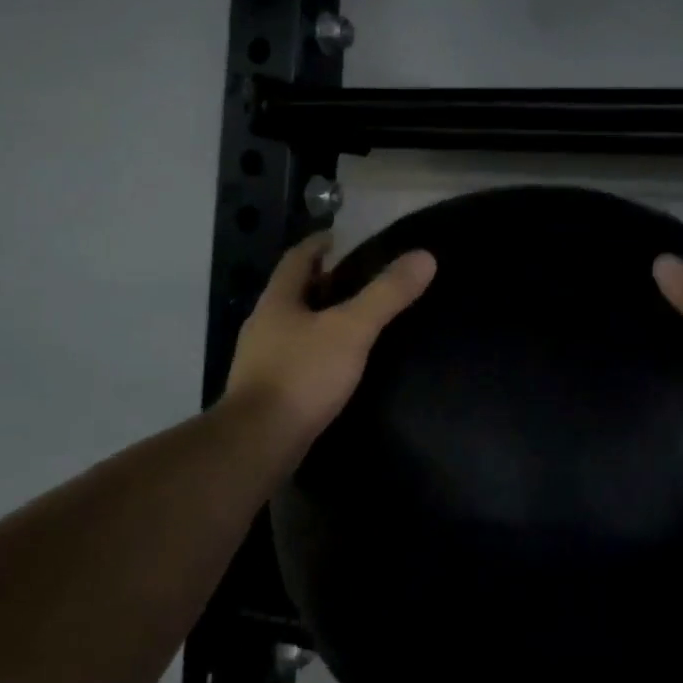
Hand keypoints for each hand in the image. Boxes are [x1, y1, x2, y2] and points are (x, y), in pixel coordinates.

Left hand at [224, 232, 436, 450]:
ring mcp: (260, 360)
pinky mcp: (266, 391)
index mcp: (278, 300)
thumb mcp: (351, 330)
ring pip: (292, 326)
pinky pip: (294, 357)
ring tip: (352, 321)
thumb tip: (425, 257)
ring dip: (318, 318)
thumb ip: (386, 294)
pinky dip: (315, 350)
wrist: (257, 443)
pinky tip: (336, 364)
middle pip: (293, 292)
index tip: (340, 238)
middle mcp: (263, 324)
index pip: (296, 258)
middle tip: (357, 280)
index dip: (317, 244)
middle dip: (321, 282)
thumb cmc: (302, 375)